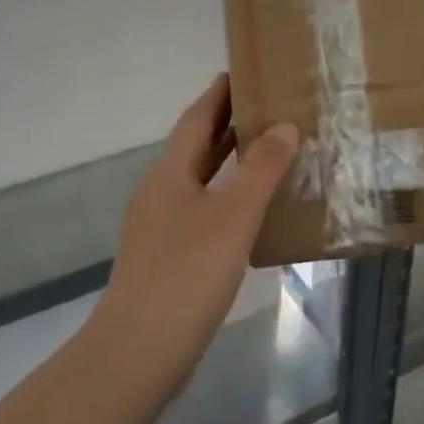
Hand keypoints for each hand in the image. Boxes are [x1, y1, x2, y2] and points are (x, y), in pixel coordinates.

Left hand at [93, 75, 298, 387]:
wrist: (138, 352)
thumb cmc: (186, 275)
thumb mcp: (232, 216)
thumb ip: (261, 170)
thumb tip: (285, 126)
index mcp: (170, 173)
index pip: (197, 118)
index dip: (220, 93)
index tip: (246, 70)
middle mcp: (161, 192)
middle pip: (197, 146)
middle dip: (230, 124)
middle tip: (271, 105)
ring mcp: (162, 226)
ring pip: (202, 180)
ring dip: (232, 162)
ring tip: (272, 150)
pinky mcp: (170, 257)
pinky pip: (205, 211)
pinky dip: (230, 198)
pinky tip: (256, 211)